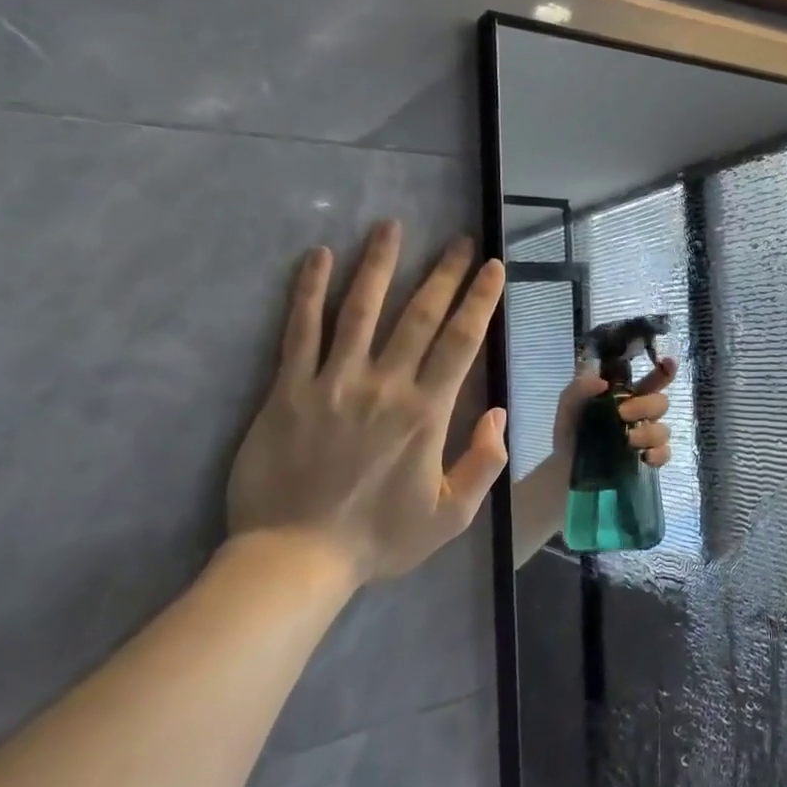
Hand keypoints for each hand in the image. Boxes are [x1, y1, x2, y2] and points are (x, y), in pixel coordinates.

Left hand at [226, 221, 509, 585]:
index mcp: (426, 413)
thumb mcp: (451, 515)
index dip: (479, 300)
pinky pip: (300, 332)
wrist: (294, 560)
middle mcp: (384, 385)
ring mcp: (332, 383)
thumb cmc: (378, 538)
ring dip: (378, 265)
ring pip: (360, 310)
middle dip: (444, 273)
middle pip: (418, 316)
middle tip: (459, 240)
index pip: (460, 342)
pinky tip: (317, 258)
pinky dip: (309, 291)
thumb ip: (484, 462)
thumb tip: (500, 412)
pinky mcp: (287, 390)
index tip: (493, 267)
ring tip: (391, 227)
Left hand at [552, 356, 677, 467]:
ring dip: (649, 433)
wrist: (565, 467)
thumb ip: (580, 387)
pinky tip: (643, 457)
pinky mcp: (647, 459)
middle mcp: (641, 413)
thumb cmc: (572, 428)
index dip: (665, 371)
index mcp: (627, 395)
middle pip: (661, 403)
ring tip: (628, 440)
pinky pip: (664, 454)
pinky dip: (657, 454)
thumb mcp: (568, 404)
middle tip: (623, 413)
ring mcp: (646, 437)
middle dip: (645, 406)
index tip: (669, 363)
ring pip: (663, 430)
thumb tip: (602, 383)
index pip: (652, 380)